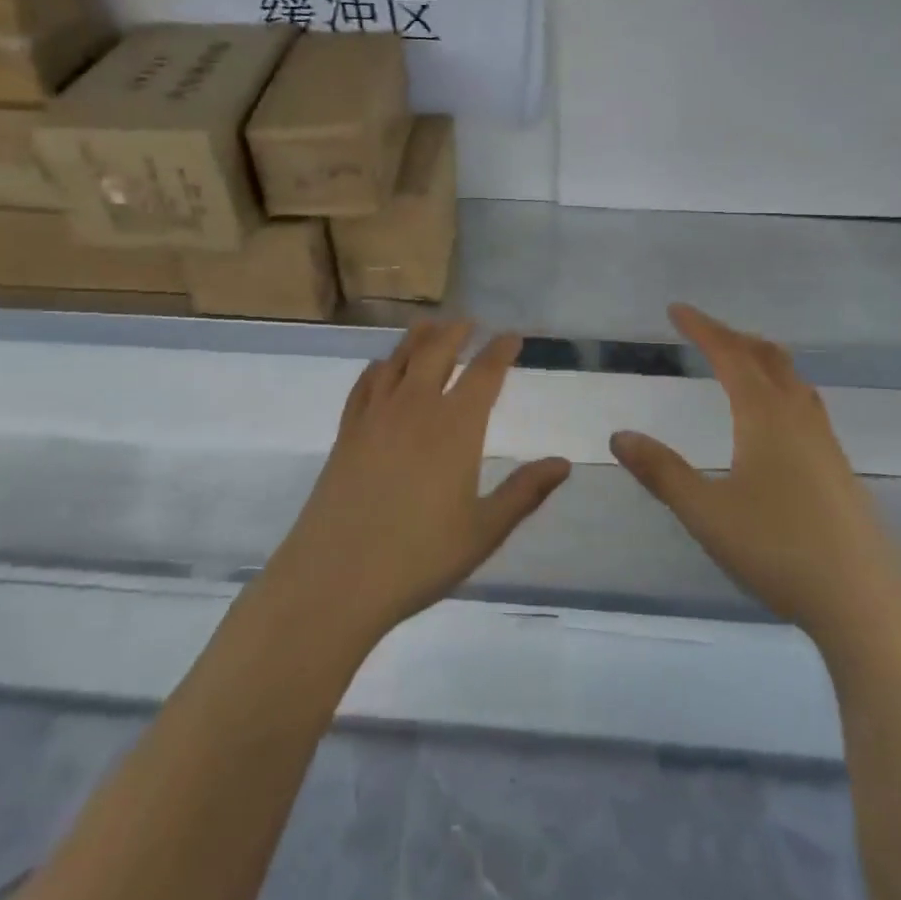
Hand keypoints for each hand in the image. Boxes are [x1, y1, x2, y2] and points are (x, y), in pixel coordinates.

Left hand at [265, 319, 571, 641]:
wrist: (336, 577)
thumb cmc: (419, 557)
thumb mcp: (484, 531)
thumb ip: (525, 493)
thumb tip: (564, 463)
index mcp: (455, 427)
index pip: (484, 374)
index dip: (500, 350)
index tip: (512, 336)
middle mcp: (415, 408)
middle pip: (436, 352)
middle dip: (456, 332)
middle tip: (469, 322)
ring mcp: (375, 417)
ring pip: (398, 360)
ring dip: (417, 338)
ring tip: (429, 327)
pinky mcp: (346, 432)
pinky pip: (364, 384)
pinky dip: (378, 367)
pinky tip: (381, 367)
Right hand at [610, 304, 900, 645]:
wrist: (862, 602)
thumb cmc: (777, 550)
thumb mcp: (705, 512)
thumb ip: (661, 472)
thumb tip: (620, 436)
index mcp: (765, 417)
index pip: (730, 355)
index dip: (702, 328)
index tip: (676, 310)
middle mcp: (799, 418)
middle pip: (767, 357)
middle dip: (732, 337)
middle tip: (703, 330)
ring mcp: (825, 443)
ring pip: (793, 379)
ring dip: (761, 359)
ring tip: (738, 361)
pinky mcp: (838, 468)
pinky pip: (805, 405)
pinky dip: (780, 387)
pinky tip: (774, 418)